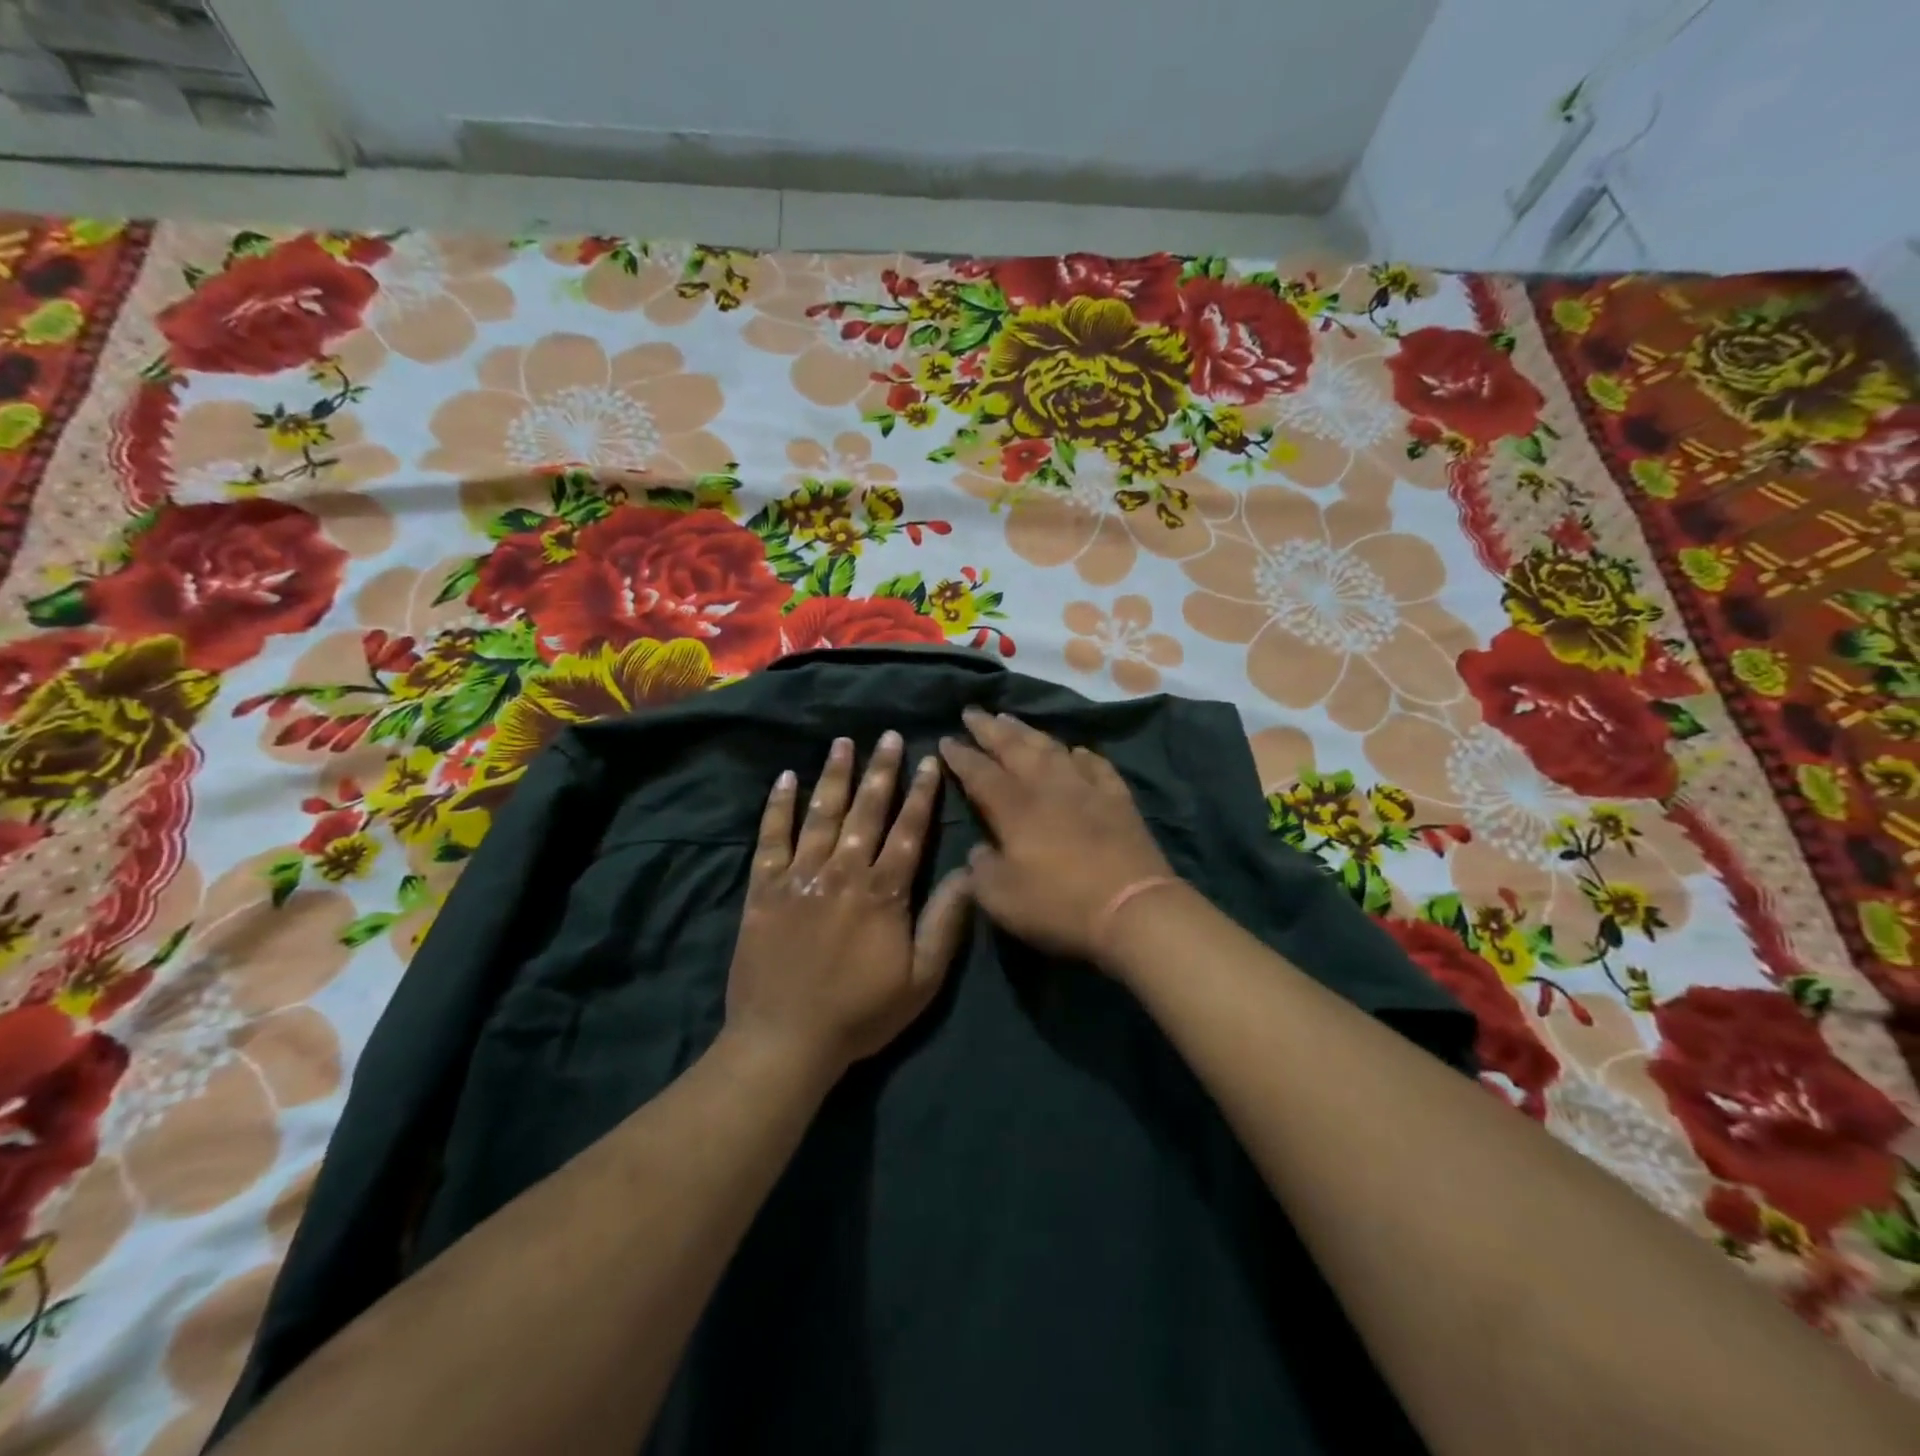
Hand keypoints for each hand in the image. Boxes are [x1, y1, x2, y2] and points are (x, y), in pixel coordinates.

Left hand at [724, 733, 971, 1081]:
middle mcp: (843, 872)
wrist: (786, 1040)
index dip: (921, 793)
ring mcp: (800, 876)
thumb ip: (945, 923)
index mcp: (883, 892)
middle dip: (881, 771)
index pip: (909, 830)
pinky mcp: (763, 889)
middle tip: (888, 736)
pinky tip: (785, 779)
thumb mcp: (922, 979)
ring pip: (821, 814)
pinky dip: (778, 807)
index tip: (929, 760)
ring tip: (843, 742)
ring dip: (834, 776)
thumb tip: (970, 874)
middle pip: (866, 811)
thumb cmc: (861, 1013)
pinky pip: (771, 838)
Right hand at [939, 707, 1176, 965]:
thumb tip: (979, 850)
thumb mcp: (1001, 898)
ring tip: (1010, 719)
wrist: (1133, 908)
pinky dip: (1081, 755)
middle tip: (972, 712)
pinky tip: (1076, 751)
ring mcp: (1086, 788)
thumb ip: (981, 869)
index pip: (979, 772)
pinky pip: (1096, 765)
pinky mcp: (1118, 799)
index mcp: (1014, 807)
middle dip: (989, 729)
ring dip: (1028, 731)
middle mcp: (1048, 786)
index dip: (960, 755)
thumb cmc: (1059, 904)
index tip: (946, 739)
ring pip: (1052, 748)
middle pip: (1014, 748)